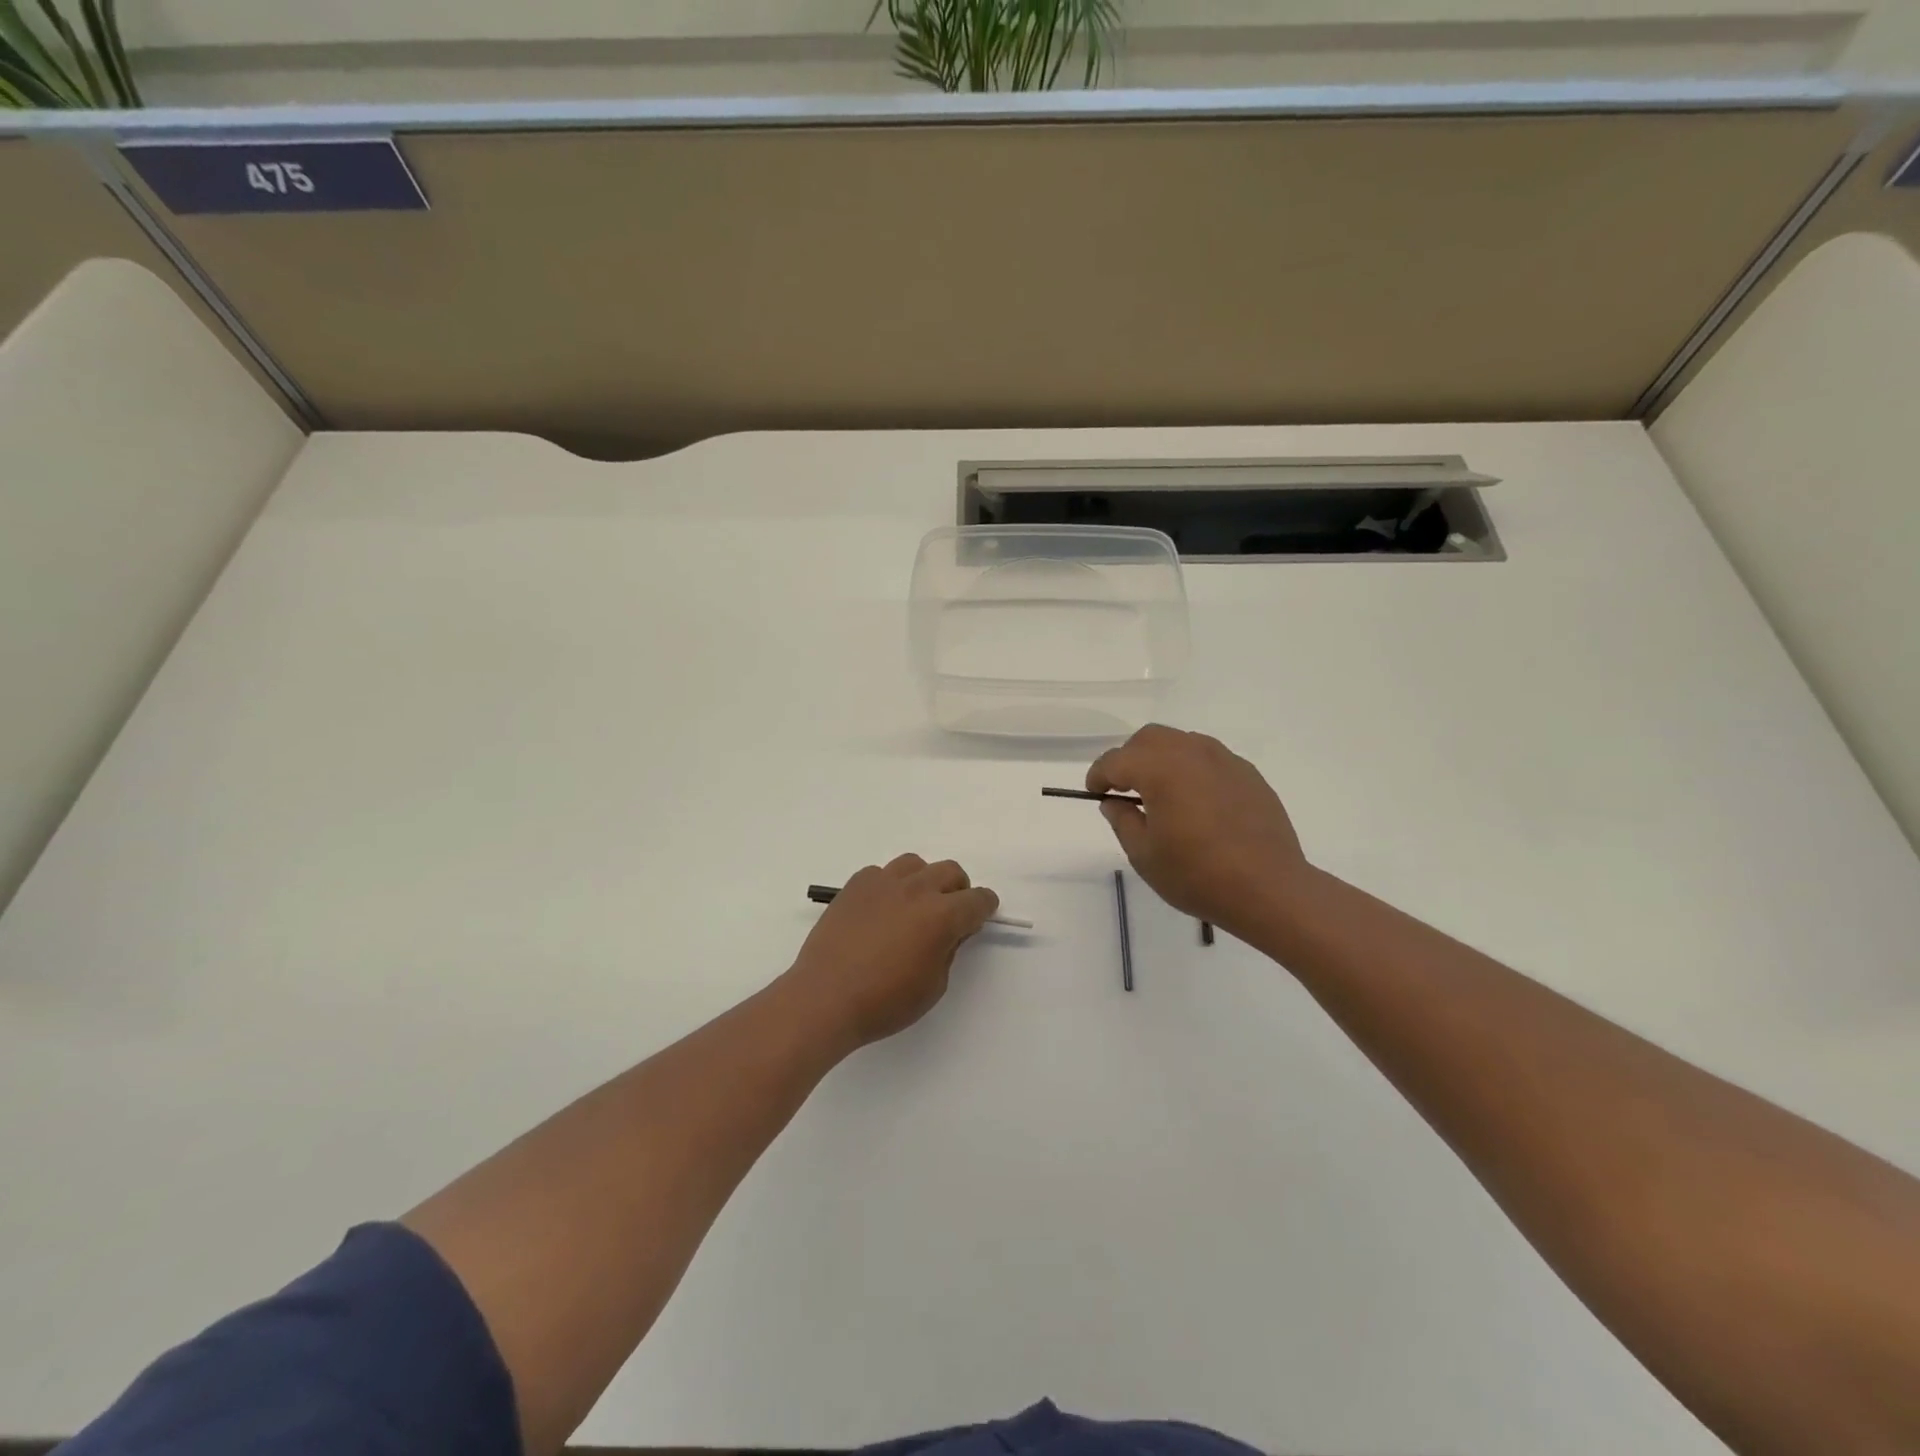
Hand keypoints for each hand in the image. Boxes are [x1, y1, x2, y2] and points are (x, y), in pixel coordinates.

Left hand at [784, 854, 998, 1051]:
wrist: (825, 997)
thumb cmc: (884, 1001)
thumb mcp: (933, 986)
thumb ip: (948, 951)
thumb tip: (950, 932)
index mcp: (941, 915)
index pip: (977, 900)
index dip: (984, 908)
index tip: (980, 917)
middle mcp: (916, 889)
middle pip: (950, 871)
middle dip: (958, 890)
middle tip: (950, 913)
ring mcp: (883, 882)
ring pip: (915, 864)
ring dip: (924, 881)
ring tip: (914, 906)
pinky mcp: (855, 885)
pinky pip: (881, 873)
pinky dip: (889, 885)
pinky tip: (880, 910)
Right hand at [1088, 724, 1311, 936]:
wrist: (1269, 888)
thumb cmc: (1197, 874)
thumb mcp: (1144, 854)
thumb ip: (1122, 820)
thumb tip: (1114, 802)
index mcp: (1160, 768)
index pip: (1116, 760)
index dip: (1099, 775)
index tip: (1094, 793)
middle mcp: (1191, 752)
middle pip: (1149, 739)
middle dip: (1129, 758)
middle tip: (1123, 789)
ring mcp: (1224, 760)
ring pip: (1181, 743)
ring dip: (1161, 759)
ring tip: (1160, 793)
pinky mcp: (1248, 774)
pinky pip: (1209, 759)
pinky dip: (1191, 770)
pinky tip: (1195, 802)